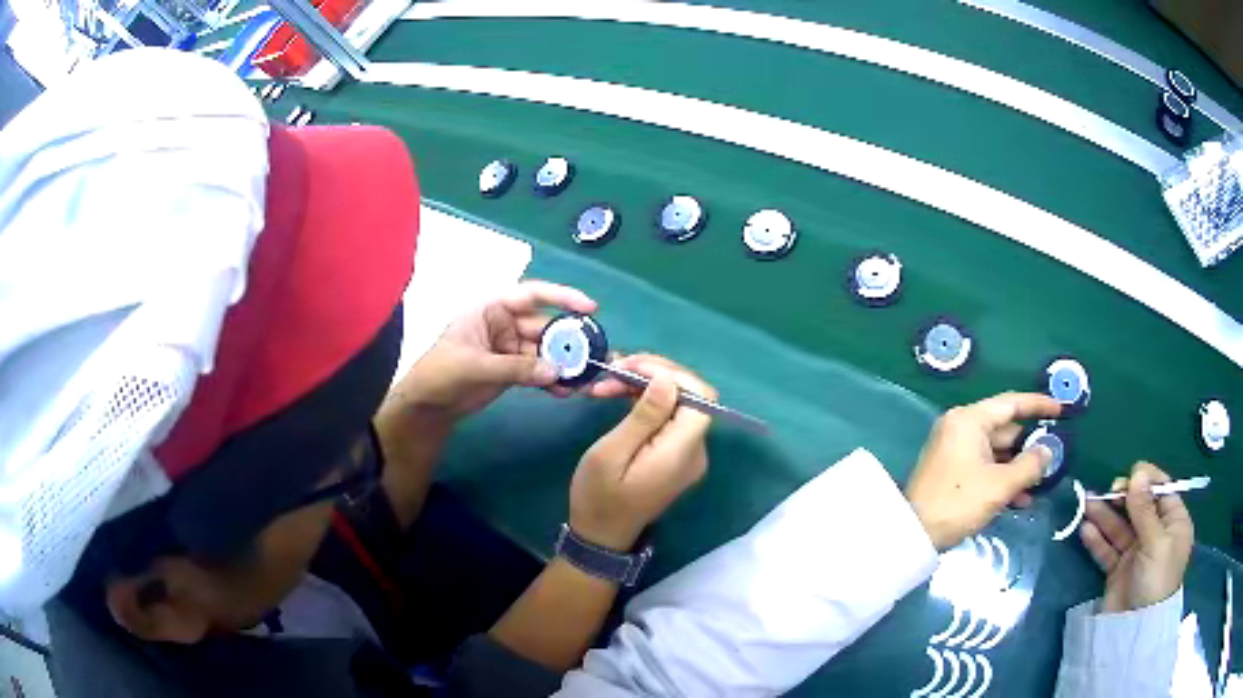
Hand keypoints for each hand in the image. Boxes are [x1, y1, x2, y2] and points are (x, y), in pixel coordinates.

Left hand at [391, 281, 596, 419]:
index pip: (531, 295)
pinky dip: (551, 380)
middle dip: (567, 340)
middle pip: (544, 326)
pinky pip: (539, 371)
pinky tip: (565, 391)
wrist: (428, 405)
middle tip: (590, 356)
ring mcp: (510, 347)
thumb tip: (555, 371)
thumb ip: (516, 368)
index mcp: (492, 309)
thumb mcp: (476, 366)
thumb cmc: (442, 373)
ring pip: (545, 351)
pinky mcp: (513, 369)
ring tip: (582, 379)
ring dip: (563, 364)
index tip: (589, 308)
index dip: (562, 297)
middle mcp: (505, 323)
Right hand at [569, 358, 715, 550]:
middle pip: (690, 396)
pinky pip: (669, 417)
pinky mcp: (675, 454)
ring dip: (645, 386)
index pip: (700, 397)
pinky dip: (646, 401)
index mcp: (682, 451)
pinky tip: (618, 394)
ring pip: (677, 403)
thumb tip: (667, 380)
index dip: (671, 374)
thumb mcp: (611, 454)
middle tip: (613, 370)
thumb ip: (644, 417)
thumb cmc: (599, 497)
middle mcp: (695, 450)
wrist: (601, 535)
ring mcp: (687, 453)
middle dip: (653, 375)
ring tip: (607, 382)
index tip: (633, 366)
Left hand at [905, 392, 1061, 550]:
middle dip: (1030, 446)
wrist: (914, 534)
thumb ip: (1030, 465)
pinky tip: (1021, 499)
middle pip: (1006, 429)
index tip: (1061, 410)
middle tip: (1054, 458)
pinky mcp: (953, 470)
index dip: (1039, 405)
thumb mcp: (1000, 486)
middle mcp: (962, 427)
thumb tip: (1048, 451)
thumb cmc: (959, 503)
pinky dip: (1003, 478)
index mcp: (970, 420)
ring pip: (997, 452)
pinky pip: (985, 466)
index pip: (1012, 403)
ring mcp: (955, 449)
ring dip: (1019, 468)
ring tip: (1041, 485)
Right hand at [1081, 462, 1192, 612]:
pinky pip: (1108, 549)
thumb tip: (1137, 472)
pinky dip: (1097, 539)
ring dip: (1105, 515)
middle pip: (1139, 508)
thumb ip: (1145, 509)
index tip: (1129, 475)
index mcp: (1173, 522)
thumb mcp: (1155, 542)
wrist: (1134, 631)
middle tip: (1107, 492)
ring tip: (1086, 503)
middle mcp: (1156, 534)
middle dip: (1122, 497)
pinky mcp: (1118, 570)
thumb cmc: (1156, 579)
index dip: (1146, 481)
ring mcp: (1136, 553)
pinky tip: (1086, 530)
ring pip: (1120, 527)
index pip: (1162, 491)